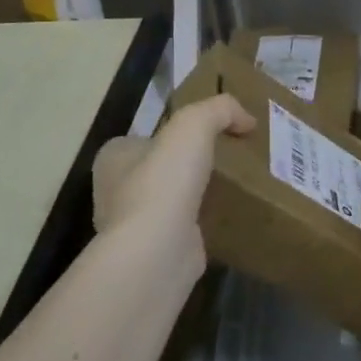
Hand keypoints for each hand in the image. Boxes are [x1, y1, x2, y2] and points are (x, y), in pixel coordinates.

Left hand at [93, 96, 254, 253]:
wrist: (158, 250)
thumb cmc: (165, 181)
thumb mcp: (194, 125)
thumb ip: (220, 109)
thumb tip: (246, 119)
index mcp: (113, 157)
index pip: (147, 138)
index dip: (177, 135)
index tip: (212, 137)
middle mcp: (115, 190)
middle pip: (161, 169)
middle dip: (189, 166)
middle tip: (230, 162)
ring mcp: (134, 224)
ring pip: (172, 200)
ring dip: (197, 196)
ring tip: (235, 189)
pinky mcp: (155, 251)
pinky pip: (183, 228)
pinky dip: (203, 223)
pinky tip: (228, 219)